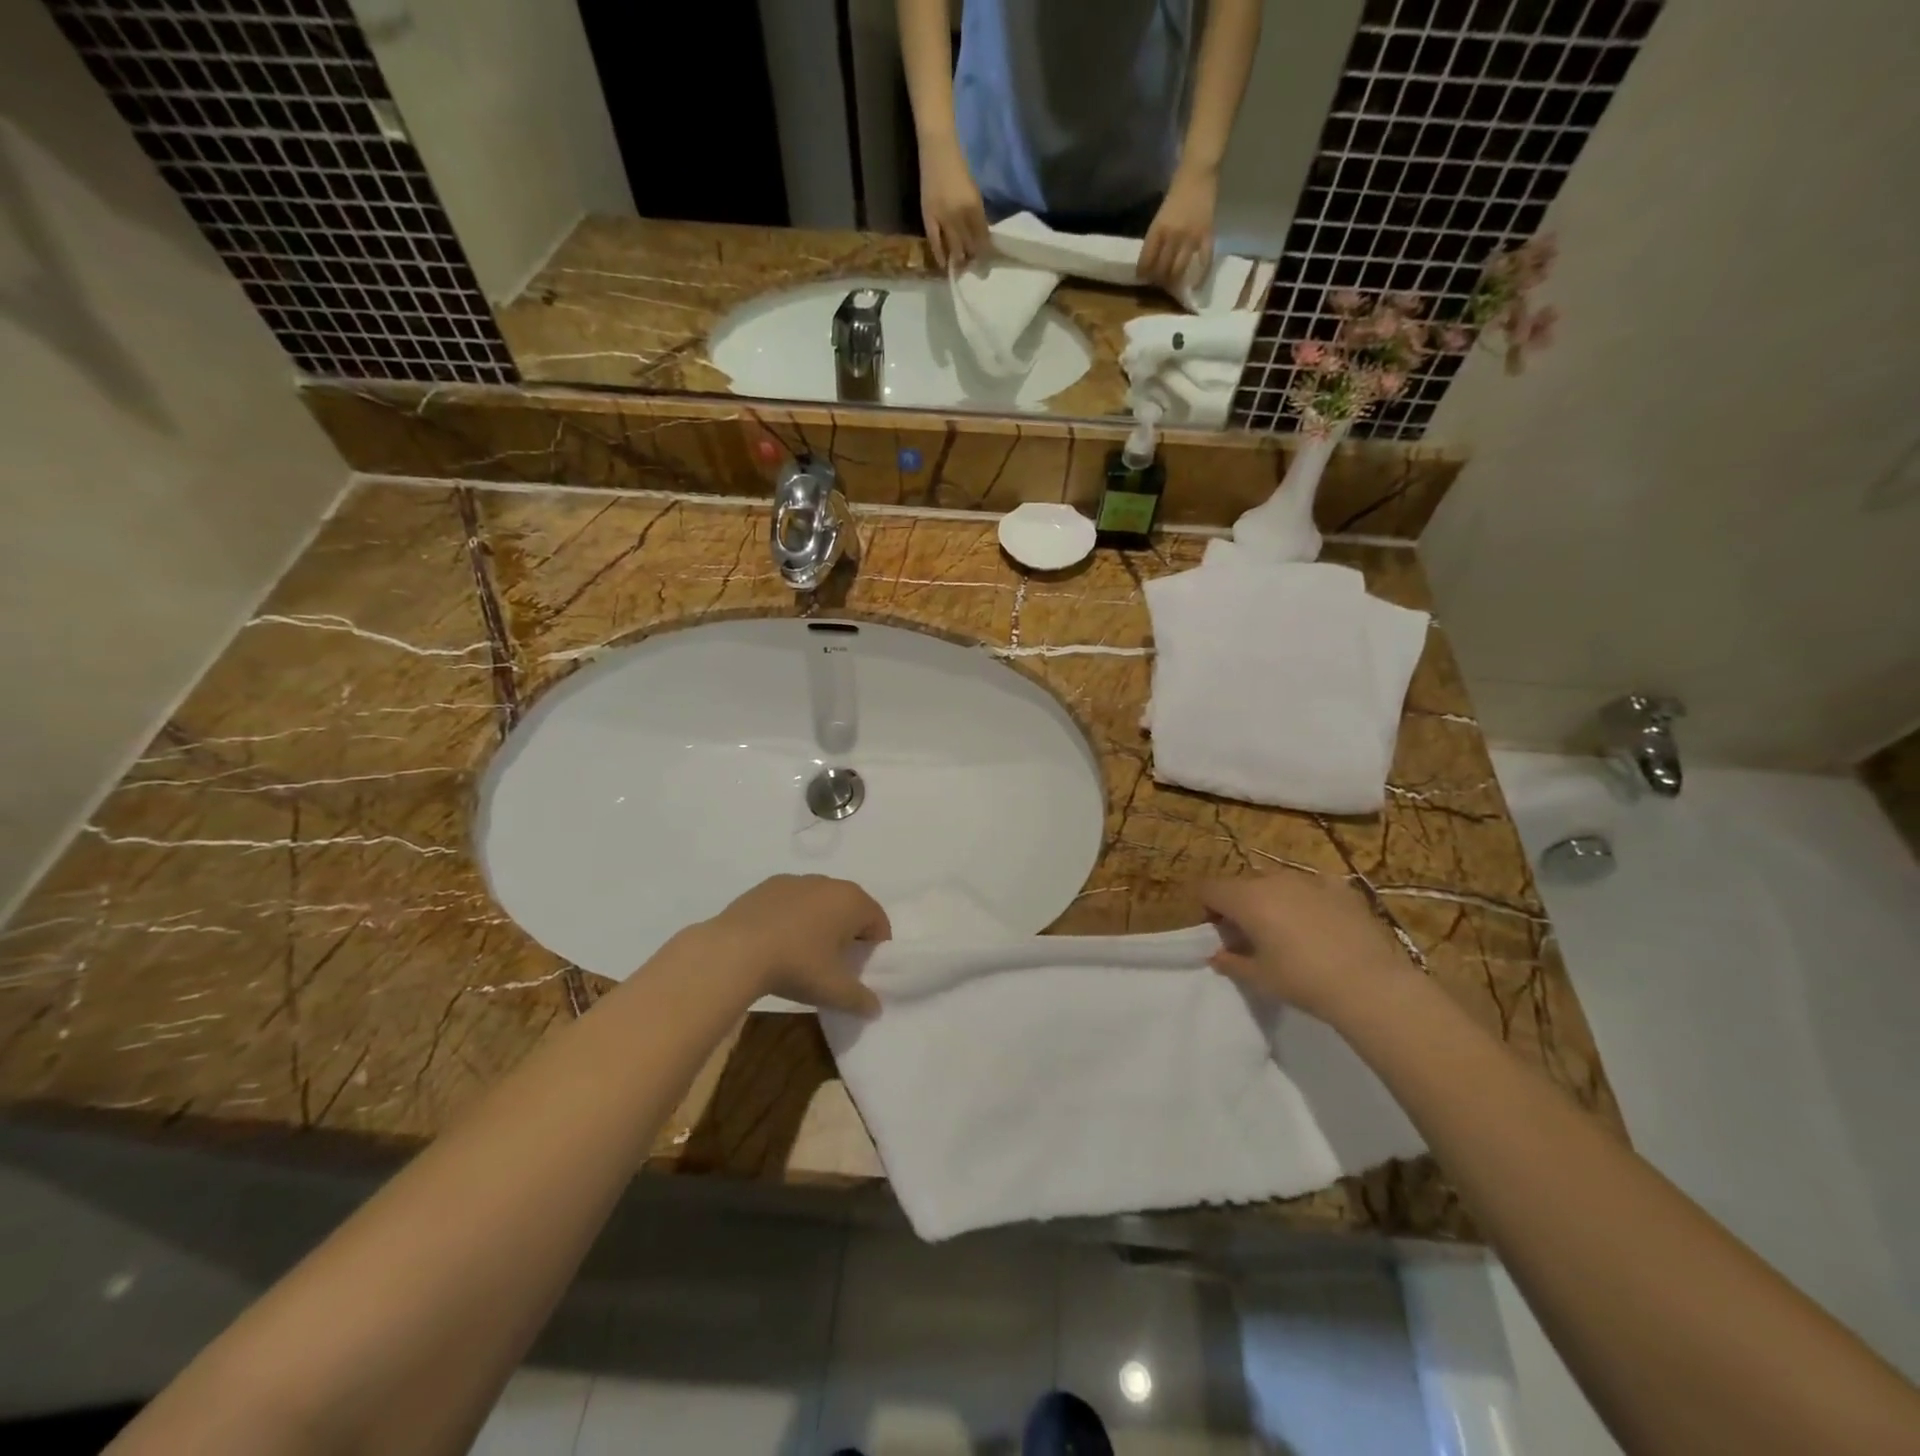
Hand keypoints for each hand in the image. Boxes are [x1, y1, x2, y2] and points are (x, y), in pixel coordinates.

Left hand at [701, 875, 891, 1016]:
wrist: (735, 950)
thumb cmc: (796, 965)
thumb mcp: (834, 990)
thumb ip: (861, 999)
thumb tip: (875, 1008)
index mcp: (852, 901)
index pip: (879, 923)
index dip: (875, 948)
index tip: (861, 970)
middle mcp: (828, 883)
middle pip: (850, 908)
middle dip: (849, 933)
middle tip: (835, 964)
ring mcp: (796, 880)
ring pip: (820, 902)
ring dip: (820, 923)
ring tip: (804, 953)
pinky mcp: (768, 885)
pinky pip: (792, 901)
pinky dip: (793, 917)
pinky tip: (777, 941)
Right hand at [920, 139, 989, 270]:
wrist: (938, 148)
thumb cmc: (959, 168)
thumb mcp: (974, 192)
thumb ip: (978, 215)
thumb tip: (983, 238)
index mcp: (974, 206)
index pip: (983, 237)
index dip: (986, 253)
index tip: (988, 266)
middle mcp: (960, 214)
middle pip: (970, 245)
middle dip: (974, 260)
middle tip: (977, 273)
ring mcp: (943, 216)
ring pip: (954, 246)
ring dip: (959, 260)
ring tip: (962, 270)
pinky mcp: (929, 215)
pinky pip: (935, 241)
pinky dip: (940, 254)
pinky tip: (944, 264)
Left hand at [1140, 166, 1218, 293]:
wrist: (1198, 173)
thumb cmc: (1176, 193)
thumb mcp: (1159, 216)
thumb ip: (1156, 238)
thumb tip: (1151, 261)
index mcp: (1157, 230)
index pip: (1146, 261)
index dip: (1143, 273)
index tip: (1143, 277)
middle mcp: (1172, 236)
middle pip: (1161, 269)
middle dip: (1157, 280)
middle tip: (1158, 282)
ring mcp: (1190, 237)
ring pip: (1178, 269)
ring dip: (1173, 280)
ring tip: (1171, 284)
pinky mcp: (1206, 236)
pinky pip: (1204, 261)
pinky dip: (1199, 276)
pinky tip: (1194, 286)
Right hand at [1197, 872, 1417, 1025]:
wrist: (1371, 984)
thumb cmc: (1303, 981)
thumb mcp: (1258, 978)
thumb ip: (1230, 962)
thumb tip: (1217, 955)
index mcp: (1246, 898)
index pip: (1208, 888)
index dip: (1207, 908)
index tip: (1220, 933)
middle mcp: (1273, 879)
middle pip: (1242, 884)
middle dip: (1239, 905)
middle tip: (1252, 936)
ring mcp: (1309, 879)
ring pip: (1277, 882)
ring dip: (1272, 900)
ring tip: (1289, 931)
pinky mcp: (1340, 887)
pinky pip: (1312, 886)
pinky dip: (1307, 899)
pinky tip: (1322, 925)